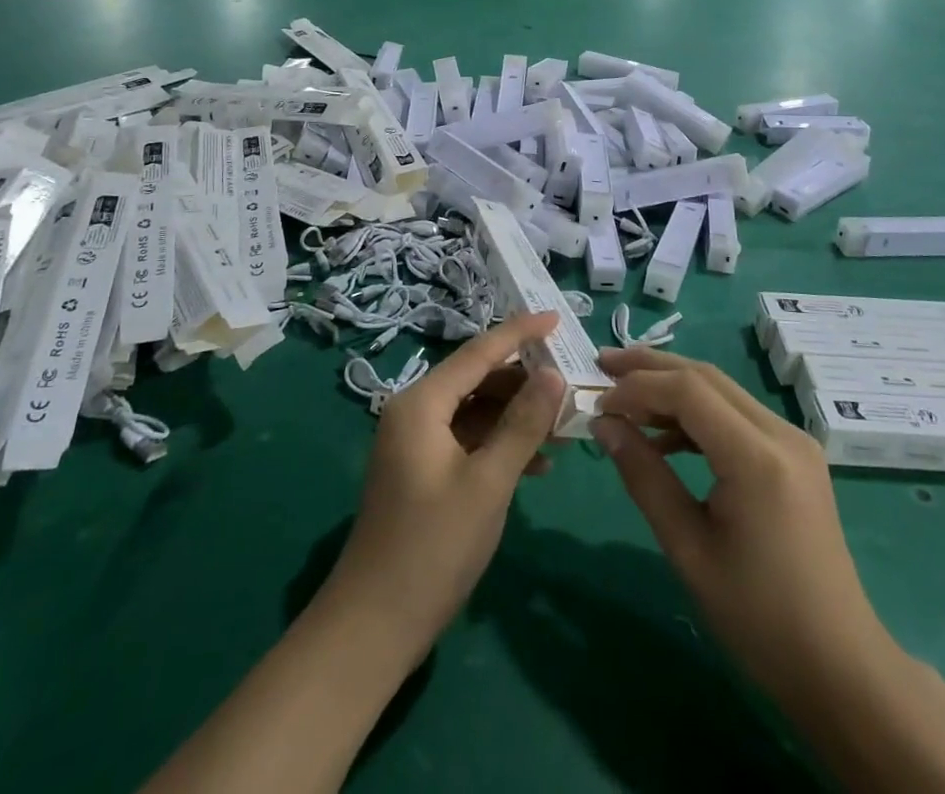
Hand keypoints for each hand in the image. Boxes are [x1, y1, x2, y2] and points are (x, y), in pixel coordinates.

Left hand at [328, 313, 565, 662]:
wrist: (374, 626)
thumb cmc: (433, 547)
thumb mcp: (488, 483)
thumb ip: (523, 424)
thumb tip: (554, 374)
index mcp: (422, 403)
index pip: (479, 352)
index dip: (520, 333)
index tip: (557, 318)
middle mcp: (415, 412)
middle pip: (478, 379)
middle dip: (524, 382)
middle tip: (571, 385)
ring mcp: (416, 443)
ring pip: (476, 411)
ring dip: (517, 417)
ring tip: (564, 428)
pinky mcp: (423, 471)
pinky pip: (468, 440)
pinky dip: (500, 445)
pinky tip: (536, 466)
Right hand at [591, 347, 892, 706]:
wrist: (839, 667)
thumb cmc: (758, 618)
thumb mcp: (688, 549)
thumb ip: (644, 477)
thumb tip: (604, 425)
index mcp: (757, 457)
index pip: (688, 390)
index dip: (637, 388)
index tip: (597, 404)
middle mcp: (781, 433)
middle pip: (706, 377)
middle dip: (650, 367)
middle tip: (603, 366)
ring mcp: (793, 441)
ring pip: (721, 390)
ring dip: (672, 386)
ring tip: (625, 395)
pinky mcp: (794, 455)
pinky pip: (736, 415)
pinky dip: (697, 413)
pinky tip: (664, 434)